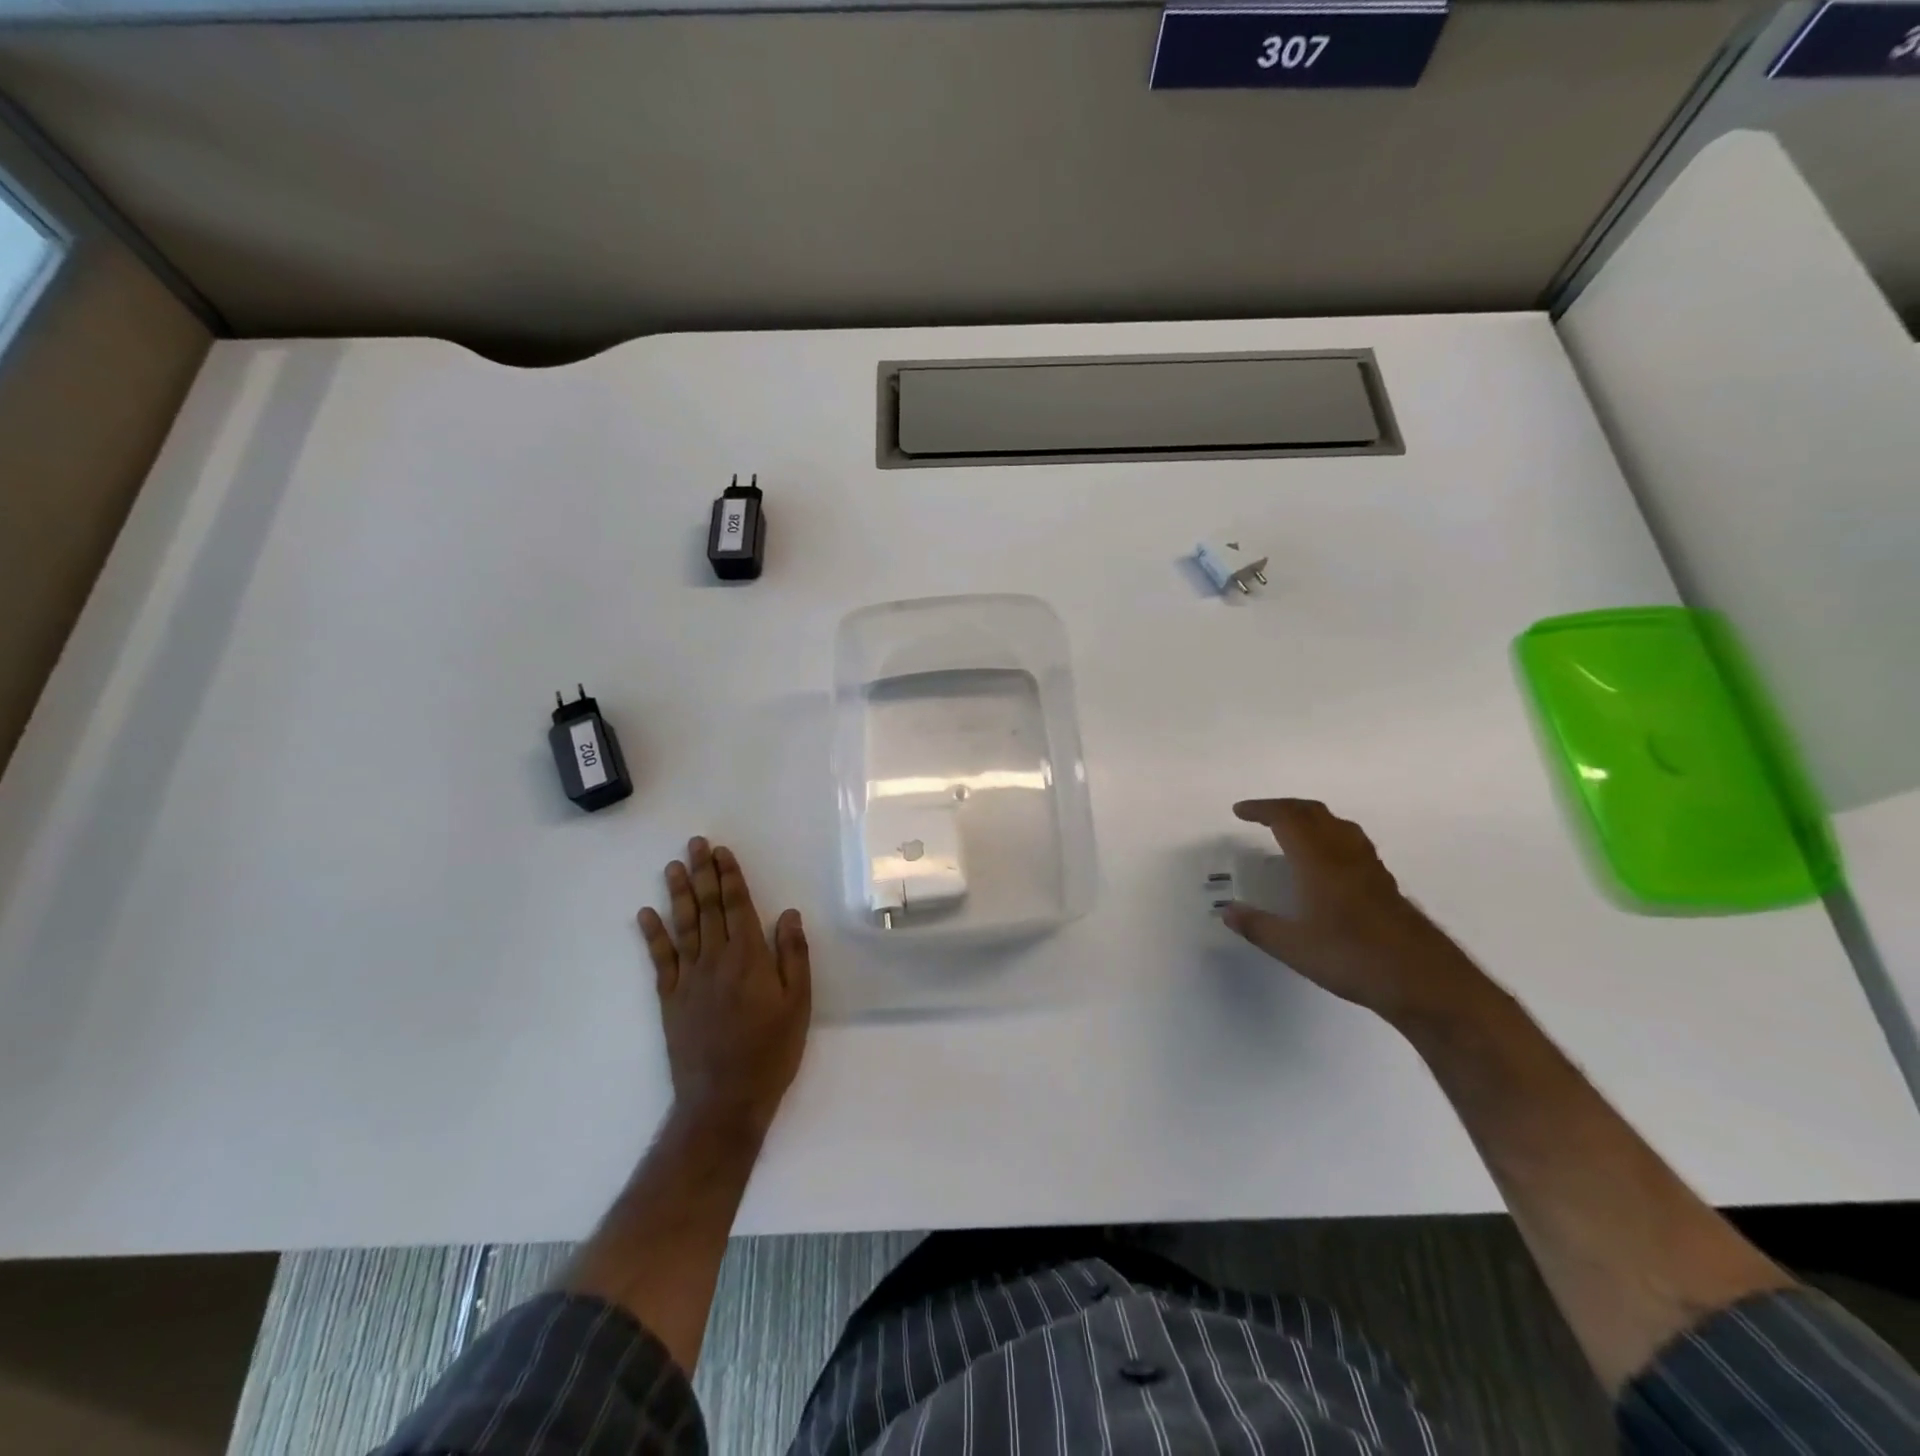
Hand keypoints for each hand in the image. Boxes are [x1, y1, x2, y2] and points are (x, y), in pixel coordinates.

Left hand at [638, 838, 810, 1136]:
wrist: (724, 1099)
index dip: (730, 876)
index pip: (738, 906)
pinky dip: (652, 935)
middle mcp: (716, 959)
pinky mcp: (670, 999)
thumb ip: (793, 956)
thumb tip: (788, 914)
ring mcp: (689, 978)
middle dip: (704, 873)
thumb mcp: (798, 1004)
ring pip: (683, 926)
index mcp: (749, 958)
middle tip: (695, 844)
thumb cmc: (770, 1051)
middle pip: (709, 907)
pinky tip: (645, 914)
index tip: (722, 851)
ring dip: (679, 893)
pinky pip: (660, 959)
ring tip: (673, 866)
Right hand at [1222, 799, 1486, 1026]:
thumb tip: (1228, 911)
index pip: (1287, 818)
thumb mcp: (1294, 947)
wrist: (1424, 980)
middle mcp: (1344, 854)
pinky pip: (1352, 843)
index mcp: (1318, 861)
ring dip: (1310, 819)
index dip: (1261, 809)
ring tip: (1292, 832)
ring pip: (1338, 824)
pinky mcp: (1385, 884)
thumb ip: (1258, 926)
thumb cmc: (1353, 958)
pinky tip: (1326, 863)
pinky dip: (1329, 837)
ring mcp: (1369, 867)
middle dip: (1284, 808)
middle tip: (1261, 816)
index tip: (1239, 812)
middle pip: (1314, 813)